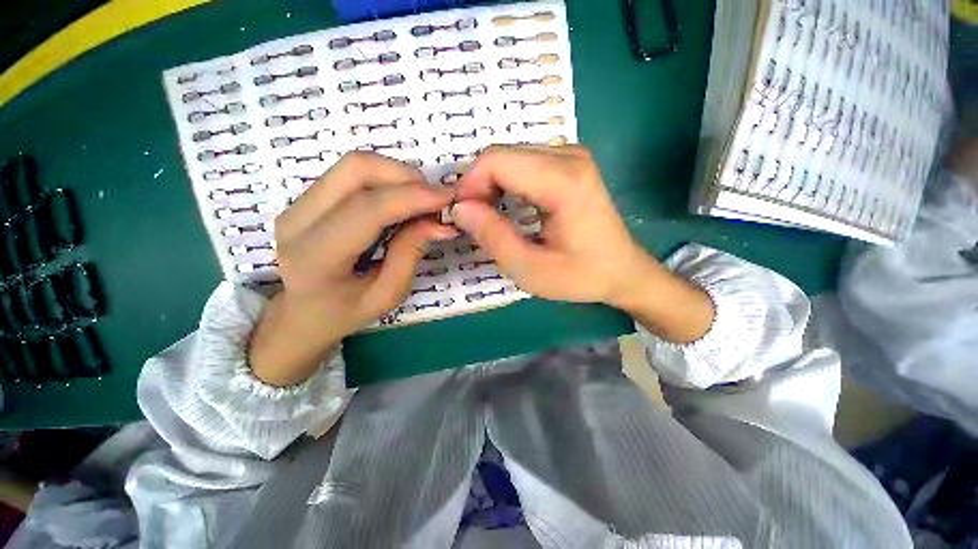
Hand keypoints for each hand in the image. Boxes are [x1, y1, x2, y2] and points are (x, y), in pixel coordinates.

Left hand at [249, 152, 456, 386]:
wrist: (302, 314)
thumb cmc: (346, 312)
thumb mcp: (387, 295)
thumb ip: (410, 254)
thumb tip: (439, 222)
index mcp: (315, 257)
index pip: (367, 209)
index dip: (412, 196)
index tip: (448, 196)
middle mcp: (297, 221)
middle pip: (355, 169)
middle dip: (405, 176)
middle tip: (434, 198)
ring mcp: (296, 204)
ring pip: (353, 165)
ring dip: (396, 175)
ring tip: (420, 200)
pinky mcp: (305, 198)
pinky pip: (350, 174)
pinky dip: (384, 179)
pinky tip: (400, 201)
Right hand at [452, 145, 646, 303]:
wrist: (622, 271)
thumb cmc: (580, 275)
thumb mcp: (530, 269)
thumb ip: (492, 236)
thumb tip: (459, 208)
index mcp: (563, 181)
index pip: (496, 161)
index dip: (469, 186)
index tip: (462, 217)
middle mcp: (569, 156)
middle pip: (501, 156)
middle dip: (478, 187)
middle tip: (475, 221)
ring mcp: (571, 155)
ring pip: (510, 158)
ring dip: (491, 186)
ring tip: (489, 218)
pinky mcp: (570, 163)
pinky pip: (523, 162)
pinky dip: (506, 183)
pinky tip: (508, 208)